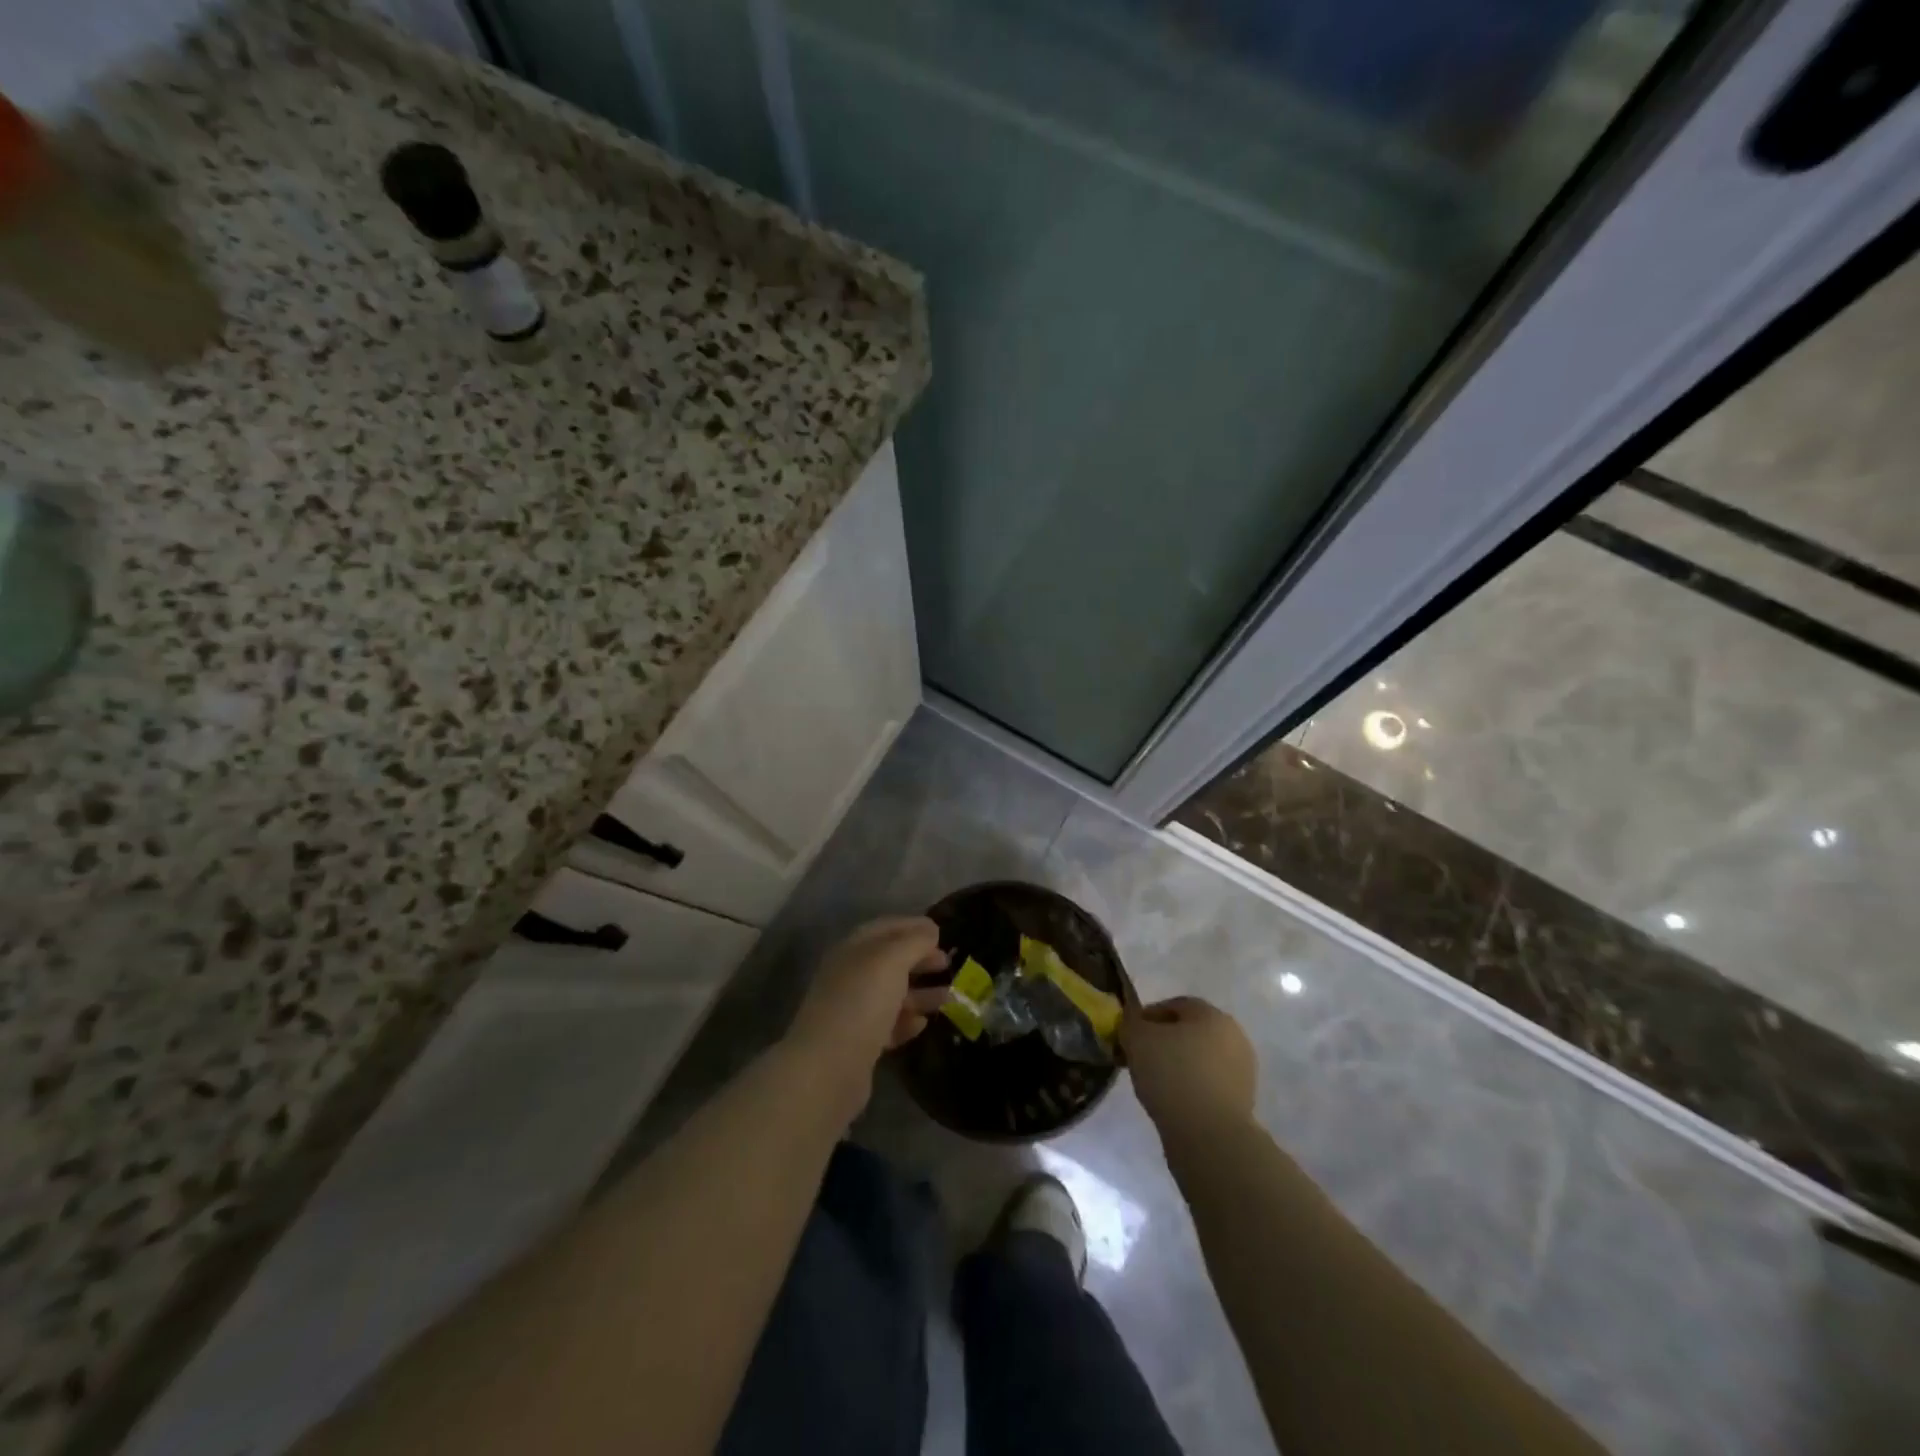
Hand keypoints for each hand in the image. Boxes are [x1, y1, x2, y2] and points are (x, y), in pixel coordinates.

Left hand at [785, 917, 949, 1102]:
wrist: (828, 1067)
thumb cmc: (862, 1002)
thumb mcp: (891, 961)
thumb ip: (913, 941)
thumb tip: (930, 929)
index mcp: (852, 950)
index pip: (885, 928)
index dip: (913, 926)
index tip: (941, 932)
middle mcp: (849, 976)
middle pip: (889, 961)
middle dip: (919, 959)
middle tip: (947, 964)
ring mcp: (852, 1010)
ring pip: (891, 994)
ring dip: (920, 993)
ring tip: (949, 997)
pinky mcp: (858, 1043)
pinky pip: (887, 1025)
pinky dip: (906, 1021)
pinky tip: (922, 1024)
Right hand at [1122, 996, 1257, 1138]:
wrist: (1210, 1136)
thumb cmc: (1172, 1075)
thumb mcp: (1137, 1039)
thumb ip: (1130, 1022)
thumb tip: (1133, 1020)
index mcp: (1212, 1014)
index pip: (1174, 1005)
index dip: (1147, 1018)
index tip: (1129, 1037)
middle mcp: (1233, 1036)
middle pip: (1189, 1032)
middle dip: (1163, 1042)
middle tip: (1139, 1059)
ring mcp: (1242, 1070)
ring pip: (1199, 1060)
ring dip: (1177, 1066)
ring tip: (1154, 1085)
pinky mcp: (1242, 1101)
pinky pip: (1207, 1085)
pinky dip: (1190, 1089)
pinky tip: (1173, 1103)